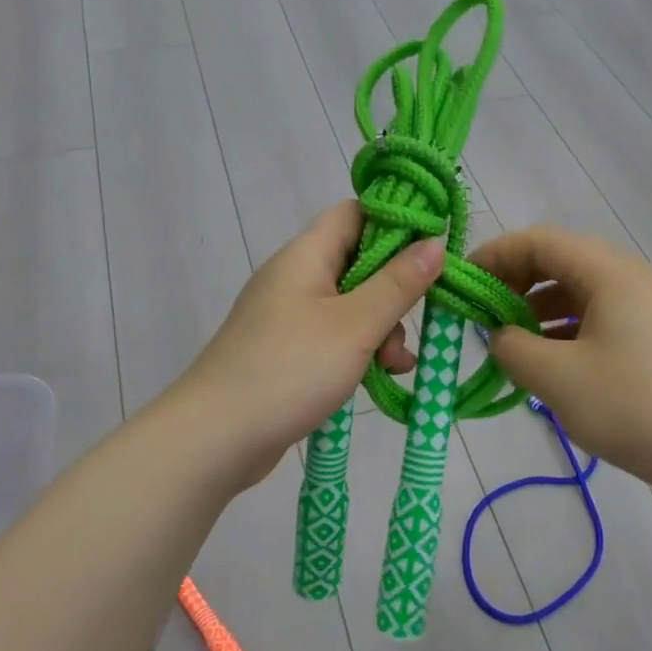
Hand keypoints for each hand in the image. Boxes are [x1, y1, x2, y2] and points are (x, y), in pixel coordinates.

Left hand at [178, 202, 443, 487]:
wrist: (216, 437)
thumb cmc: (290, 369)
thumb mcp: (355, 325)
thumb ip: (398, 284)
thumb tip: (435, 242)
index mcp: (305, 256)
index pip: (354, 213)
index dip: (395, 222)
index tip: (432, 250)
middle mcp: (294, 278)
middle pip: (357, 262)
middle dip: (394, 292)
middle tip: (414, 322)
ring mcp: (287, 318)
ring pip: (350, 306)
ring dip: (381, 329)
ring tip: (395, 364)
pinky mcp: (286, 353)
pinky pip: (334, 339)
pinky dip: (360, 352)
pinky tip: (380, 378)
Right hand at [470, 226, 651, 497]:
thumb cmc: (629, 406)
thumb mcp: (556, 378)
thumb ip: (512, 348)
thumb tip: (500, 336)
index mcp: (610, 273)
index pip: (540, 241)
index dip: (495, 255)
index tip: (463, 283)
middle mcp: (631, 278)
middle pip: (560, 261)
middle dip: (514, 283)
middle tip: (483, 315)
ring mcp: (647, 307)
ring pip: (579, 292)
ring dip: (538, 309)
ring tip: (511, 343)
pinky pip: (598, 317)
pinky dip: (564, 329)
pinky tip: (548, 361)